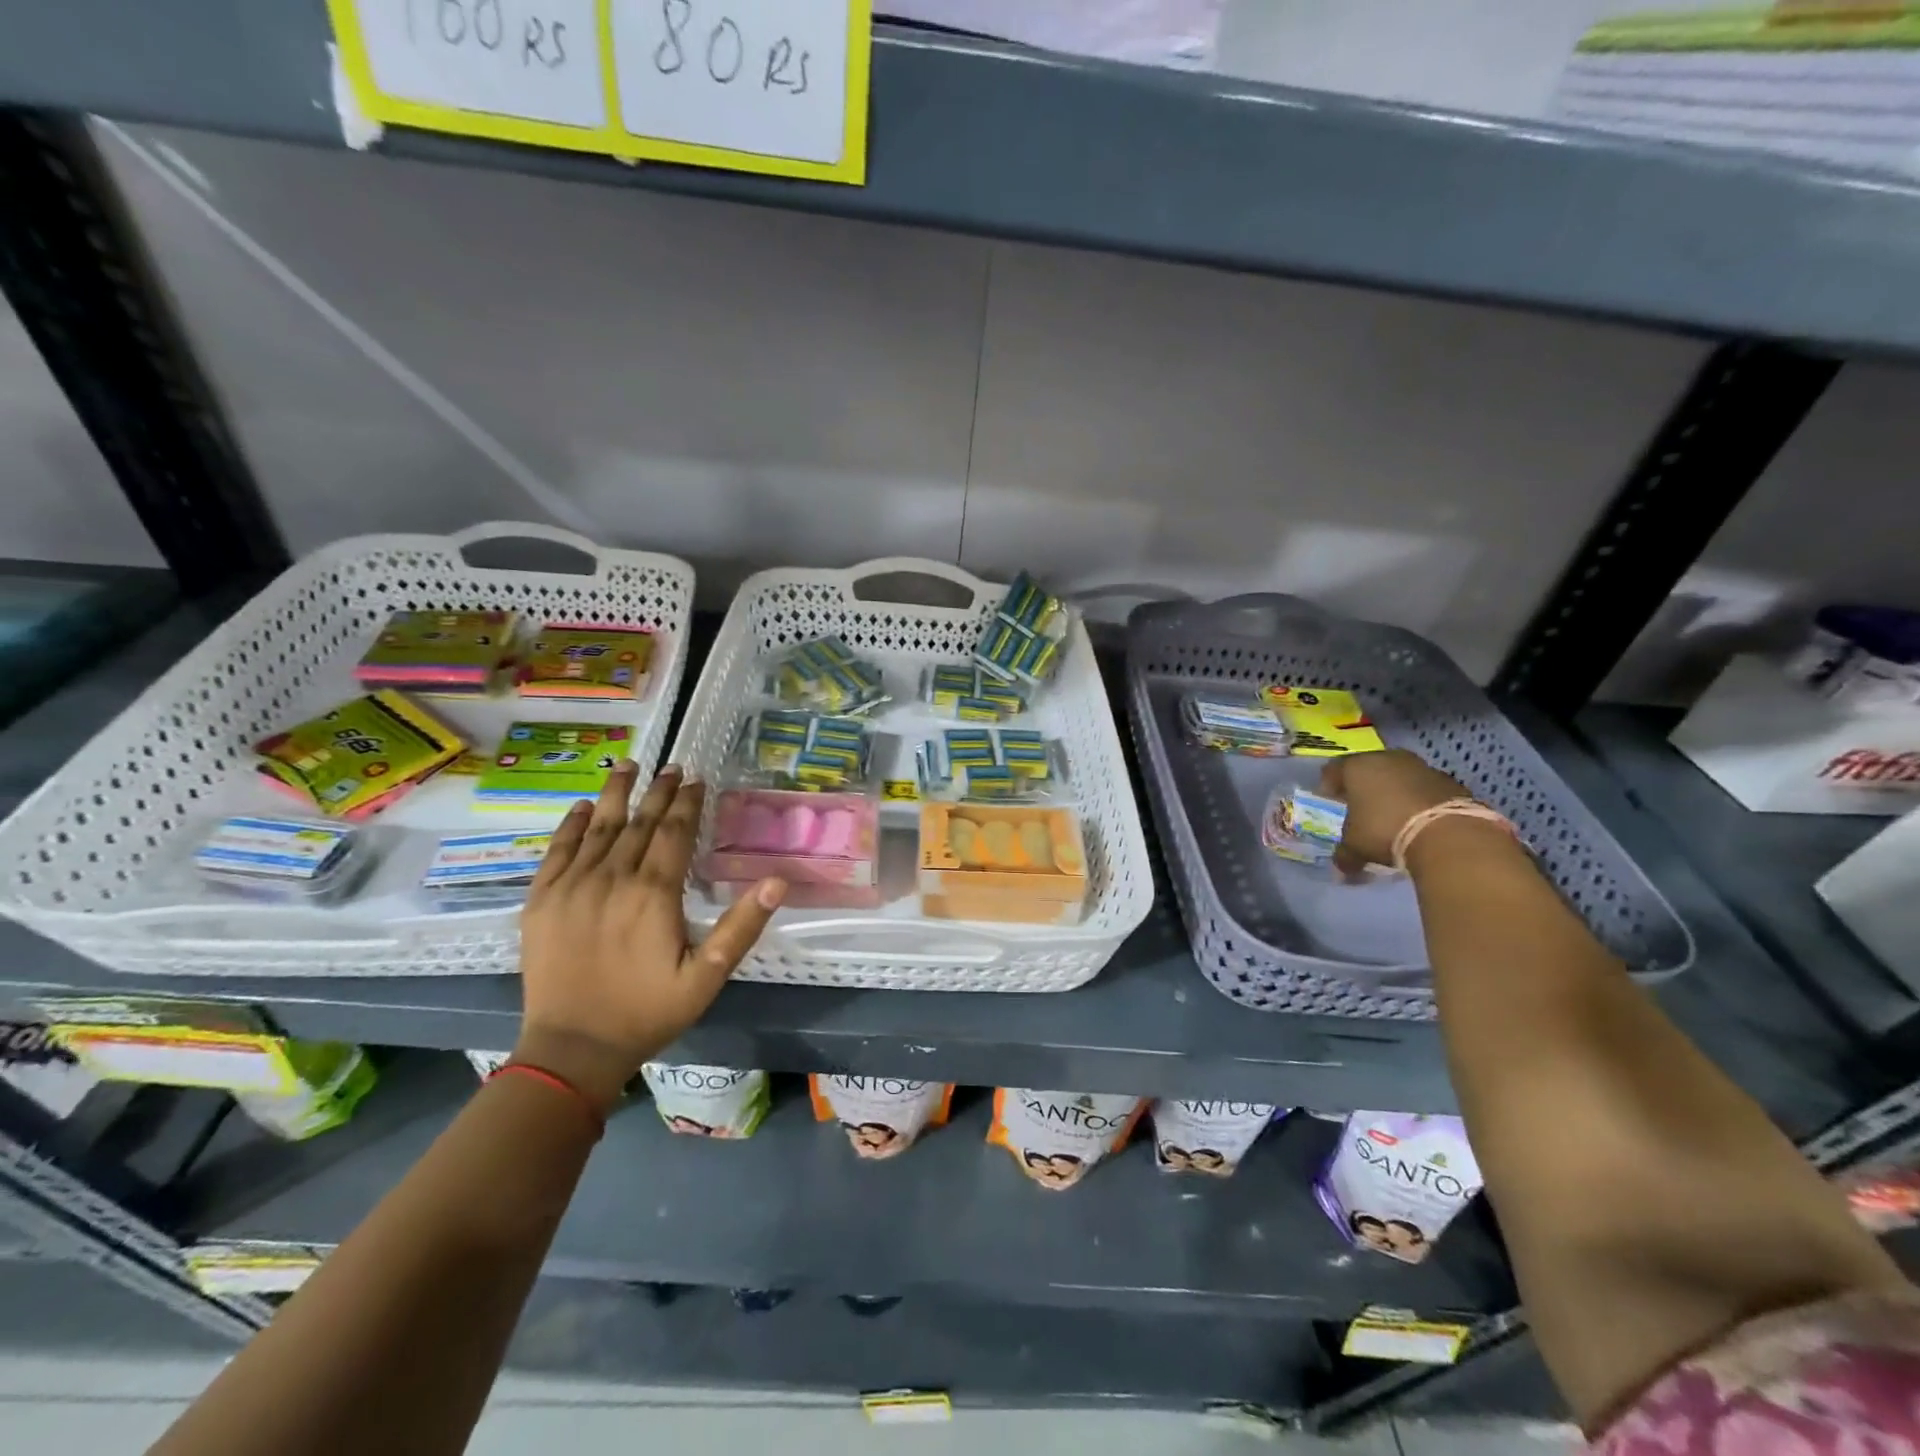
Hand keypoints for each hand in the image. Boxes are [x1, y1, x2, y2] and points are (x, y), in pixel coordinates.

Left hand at [511, 763, 784, 1112]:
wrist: (572, 1049)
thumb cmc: (648, 1012)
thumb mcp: (707, 976)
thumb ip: (742, 926)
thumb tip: (778, 881)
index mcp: (653, 893)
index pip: (674, 833)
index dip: (687, 803)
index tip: (696, 779)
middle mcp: (611, 878)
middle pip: (639, 823)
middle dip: (658, 792)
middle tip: (671, 766)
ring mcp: (571, 887)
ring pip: (597, 828)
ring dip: (615, 795)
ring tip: (627, 765)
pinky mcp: (541, 901)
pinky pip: (556, 851)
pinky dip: (569, 826)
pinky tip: (580, 808)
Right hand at [1318, 749, 1470, 876]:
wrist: (1448, 834)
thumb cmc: (1384, 831)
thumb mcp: (1355, 847)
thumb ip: (1345, 855)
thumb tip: (1341, 869)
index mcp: (1357, 767)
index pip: (1334, 769)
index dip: (1329, 784)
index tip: (1328, 798)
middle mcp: (1388, 759)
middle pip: (1369, 768)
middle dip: (1363, 785)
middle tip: (1360, 804)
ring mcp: (1422, 767)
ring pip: (1400, 776)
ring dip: (1394, 791)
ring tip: (1392, 814)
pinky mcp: (1450, 782)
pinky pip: (1425, 788)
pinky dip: (1419, 800)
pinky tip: (1419, 820)